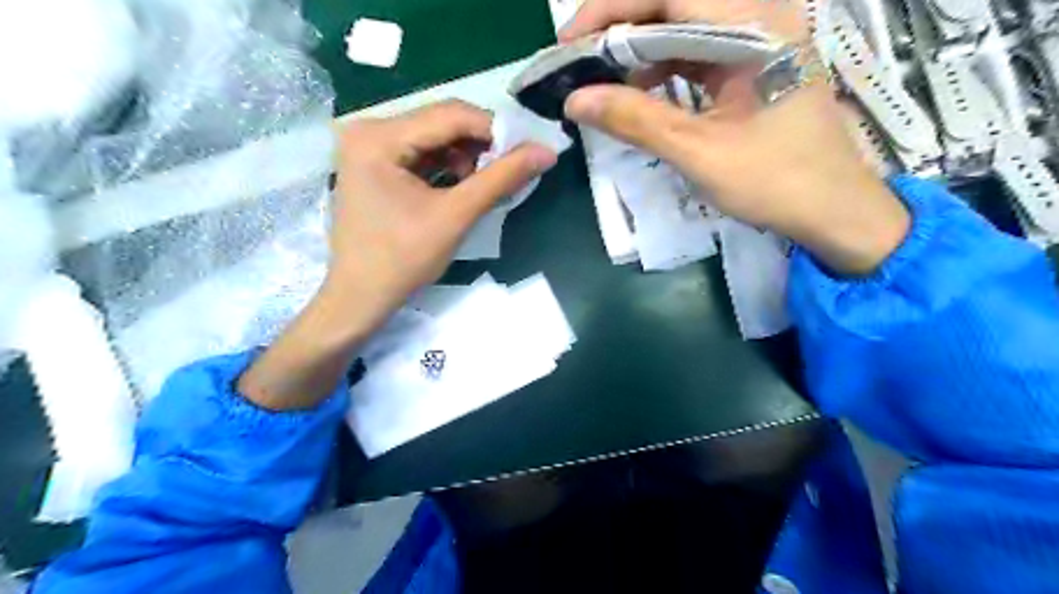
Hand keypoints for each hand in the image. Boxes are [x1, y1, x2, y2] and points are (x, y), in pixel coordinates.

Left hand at [236, 100, 555, 409]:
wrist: (360, 298)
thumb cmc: (403, 260)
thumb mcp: (456, 216)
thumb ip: (502, 179)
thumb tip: (547, 152)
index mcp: (379, 137)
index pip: (451, 115)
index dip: (496, 130)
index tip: (527, 152)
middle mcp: (368, 129)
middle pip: (441, 122)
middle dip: (480, 145)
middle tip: (508, 170)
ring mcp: (368, 146)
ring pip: (434, 137)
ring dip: (466, 157)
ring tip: (483, 185)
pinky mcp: (374, 163)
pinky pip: (422, 153)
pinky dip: (448, 166)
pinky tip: (461, 187)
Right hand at [563, 0, 909, 276]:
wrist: (832, 210)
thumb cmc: (774, 181)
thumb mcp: (698, 152)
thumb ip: (636, 120)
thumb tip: (576, 100)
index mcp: (754, 26)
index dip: (611, 10)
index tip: (569, 42)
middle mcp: (759, 17)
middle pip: (674, 4)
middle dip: (620, 28)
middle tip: (578, 60)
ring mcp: (757, 39)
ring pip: (683, 26)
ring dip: (638, 47)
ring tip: (601, 76)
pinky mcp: (751, 64)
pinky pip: (696, 51)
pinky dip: (661, 67)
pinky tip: (639, 89)